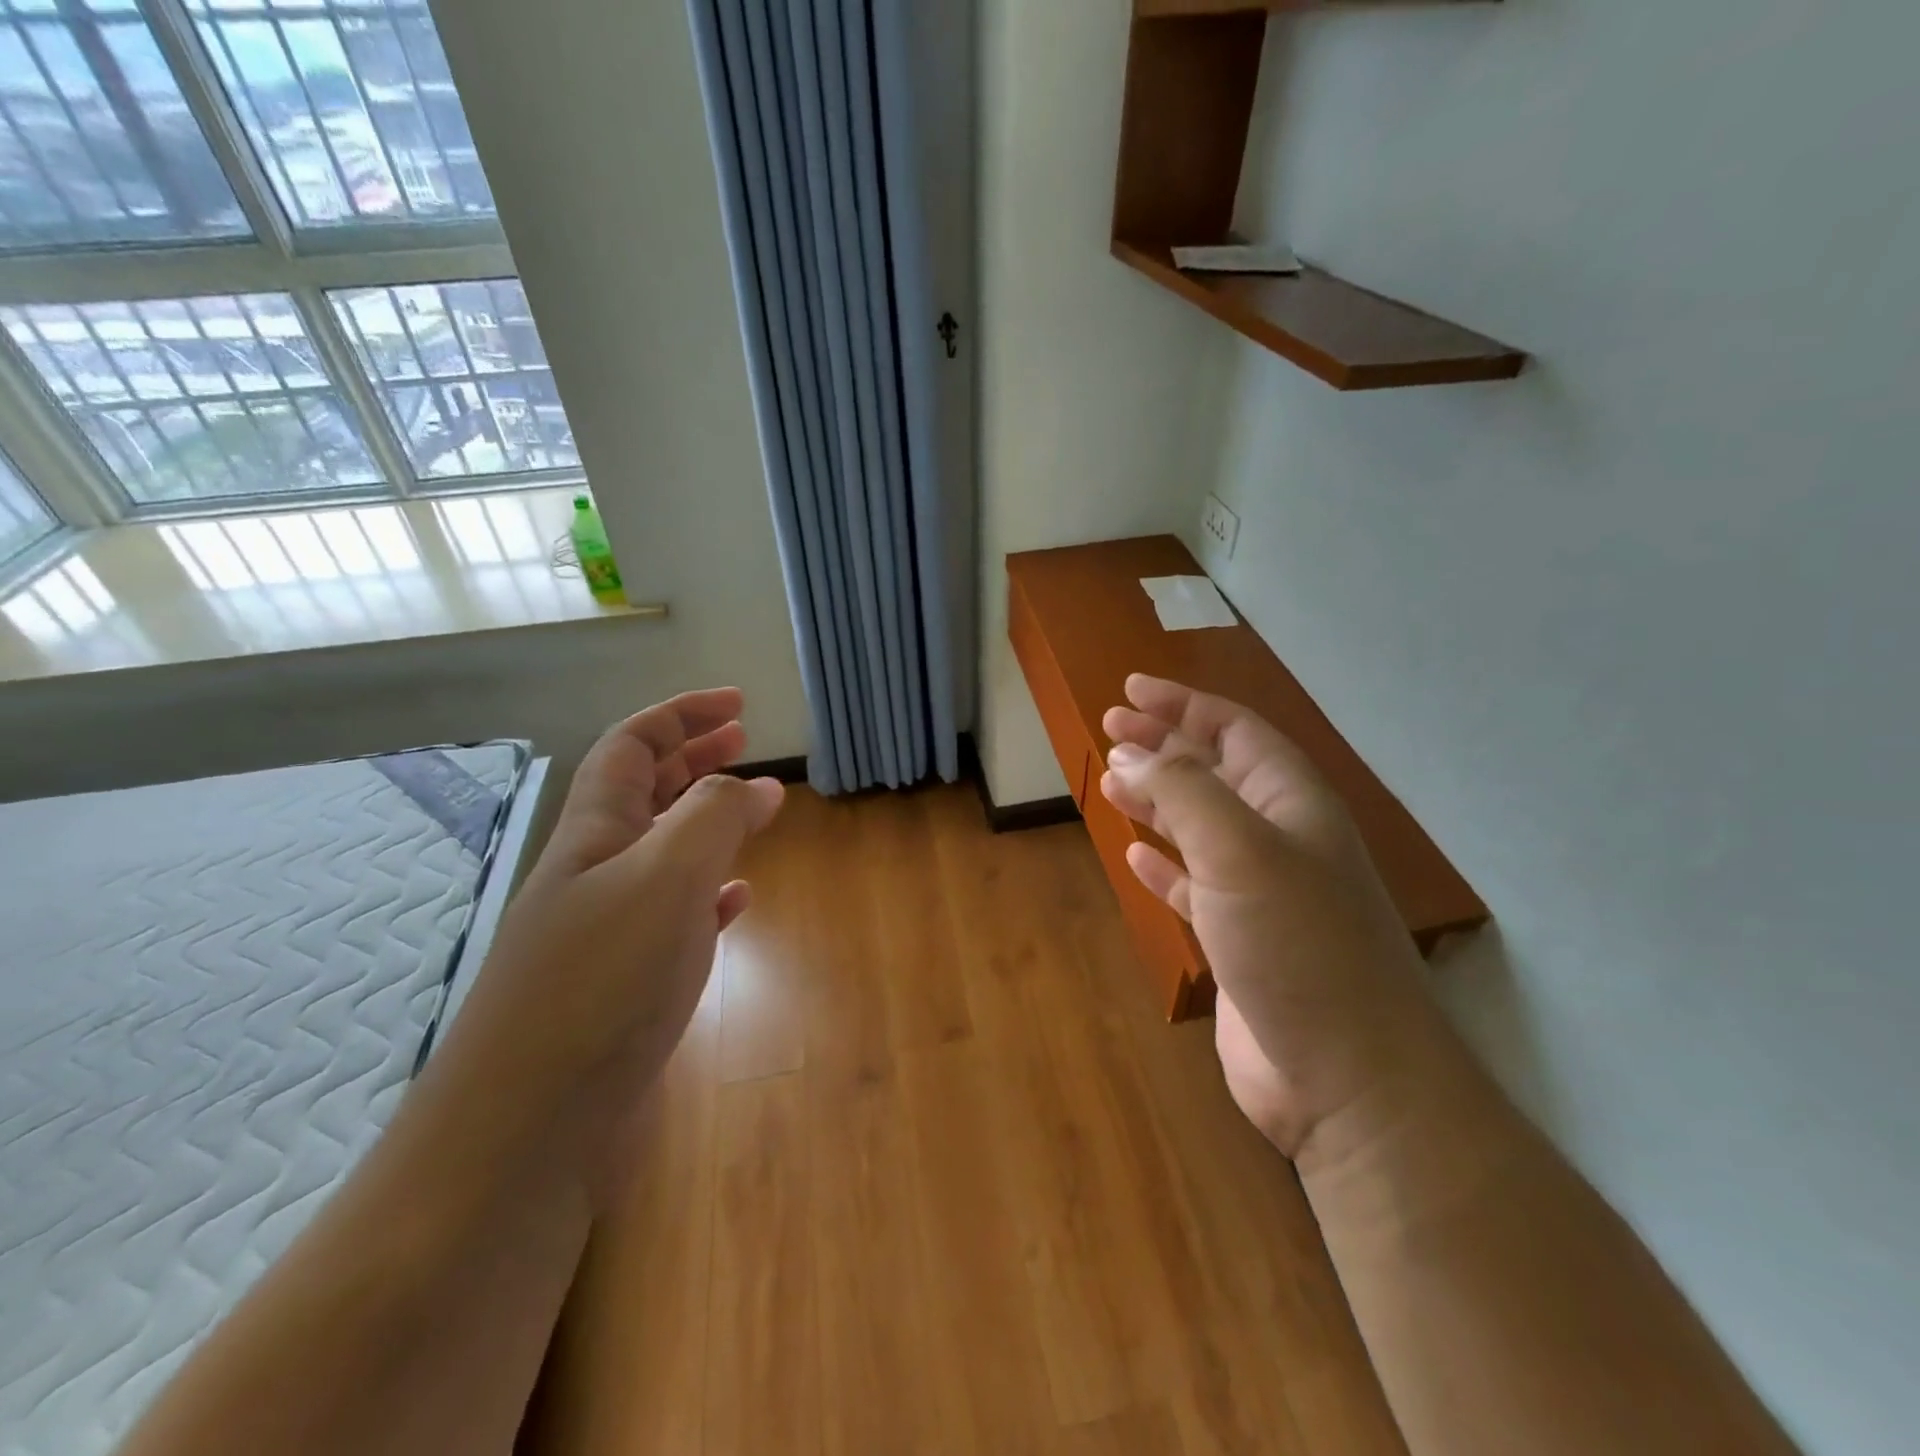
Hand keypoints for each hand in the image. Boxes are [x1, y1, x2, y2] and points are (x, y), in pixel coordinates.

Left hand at [437, 688, 782, 1188]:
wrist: (525, 1129)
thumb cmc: (598, 985)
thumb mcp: (665, 880)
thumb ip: (714, 819)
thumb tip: (759, 784)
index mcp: (596, 833)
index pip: (633, 745)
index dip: (682, 714)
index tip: (738, 704)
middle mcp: (596, 871)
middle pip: (645, 791)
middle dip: (693, 756)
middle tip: (745, 741)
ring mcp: (608, 928)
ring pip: (663, 851)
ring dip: (705, 820)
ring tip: (752, 810)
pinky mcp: (626, 981)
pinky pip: (677, 912)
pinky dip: (710, 891)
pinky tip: (737, 899)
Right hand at [1100, 675, 1460, 1162]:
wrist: (1348, 1077)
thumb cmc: (1299, 944)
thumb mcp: (1239, 850)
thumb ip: (1182, 793)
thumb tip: (1130, 755)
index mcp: (1291, 802)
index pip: (1233, 730)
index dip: (1182, 704)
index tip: (1129, 691)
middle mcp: (1279, 838)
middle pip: (1214, 772)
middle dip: (1163, 746)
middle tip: (1109, 730)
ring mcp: (1260, 892)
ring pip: (1199, 826)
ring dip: (1157, 800)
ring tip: (1112, 782)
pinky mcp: (1239, 941)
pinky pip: (1193, 885)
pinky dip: (1163, 865)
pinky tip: (1136, 855)